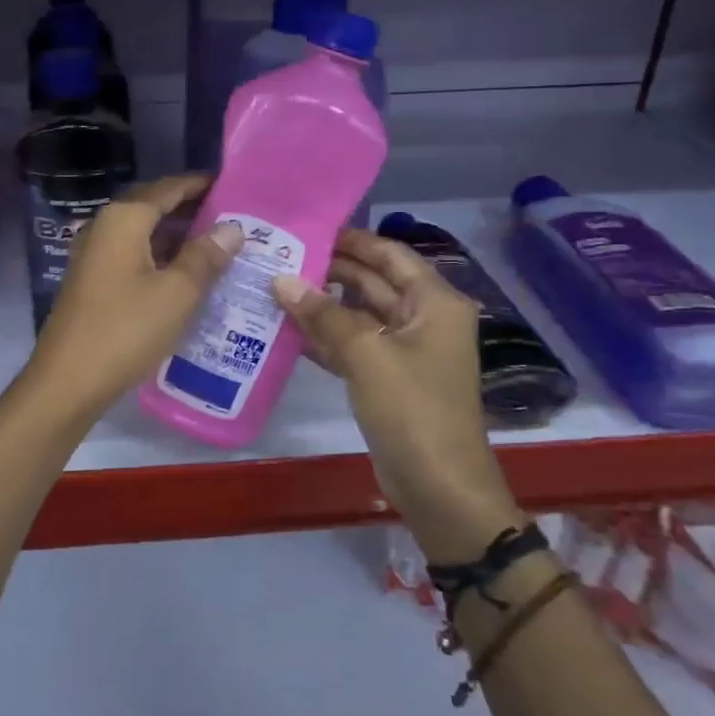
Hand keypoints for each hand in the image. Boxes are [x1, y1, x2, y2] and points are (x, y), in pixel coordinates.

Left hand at [25, 174, 241, 423]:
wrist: (68, 381)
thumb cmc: (125, 330)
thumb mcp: (177, 293)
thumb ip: (206, 257)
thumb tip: (232, 228)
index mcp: (124, 219)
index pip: (168, 187)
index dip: (200, 184)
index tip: (233, 185)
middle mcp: (105, 228)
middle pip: (154, 207)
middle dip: (192, 209)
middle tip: (234, 218)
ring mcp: (95, 255)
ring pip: (144, 234)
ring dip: (178, 236)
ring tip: (219, 245)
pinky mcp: (94, 281)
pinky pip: (134, 256)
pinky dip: (162, 257)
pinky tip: (187, 274)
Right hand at [270, 229, 523, 560]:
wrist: (438, 486)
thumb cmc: (412, 409)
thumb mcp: (366, 354)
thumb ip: (322, 314)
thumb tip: (280, 280)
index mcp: (434, 303)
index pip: (390, 255)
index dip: (352, 240)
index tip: (307, 229)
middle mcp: (423, 319)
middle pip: (373, 282)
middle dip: (330, 271)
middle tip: (281, 257)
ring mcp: (406, 351)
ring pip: (360, 315)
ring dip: (323, 305)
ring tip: (275, 287)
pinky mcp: (389, 379)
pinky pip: (354, 346)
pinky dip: (326, 338)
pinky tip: (288, 330)